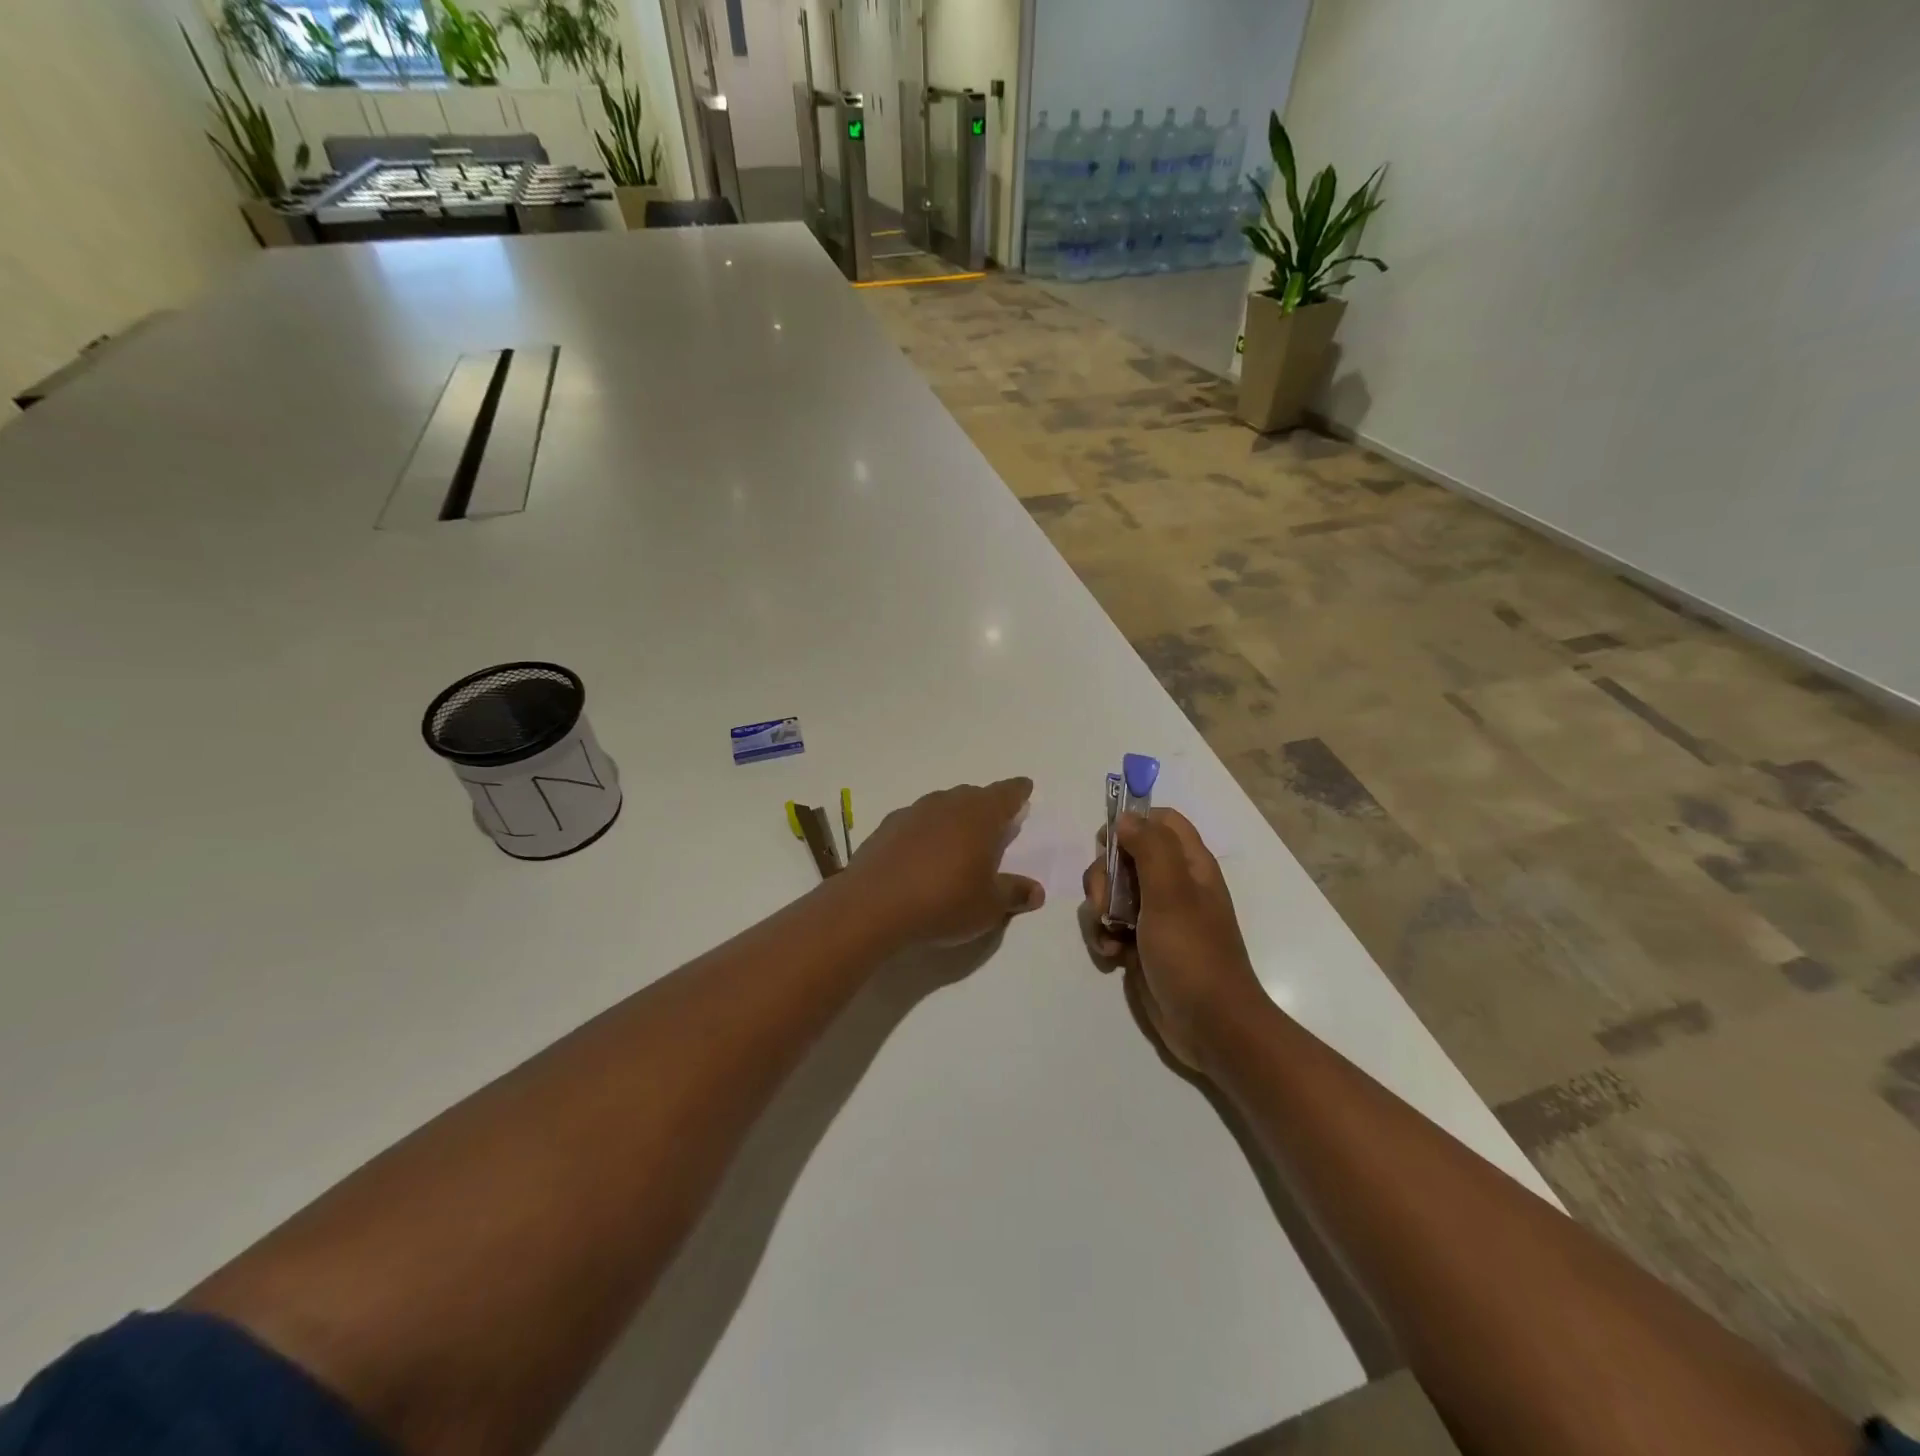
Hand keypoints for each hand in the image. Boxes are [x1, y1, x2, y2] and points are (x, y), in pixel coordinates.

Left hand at [848, 778, 1044, 946]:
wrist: (874, 905)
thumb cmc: (944, 902)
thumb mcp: (988, 906)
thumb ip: (1013, 893)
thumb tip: (1036, 891)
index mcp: (980, 816)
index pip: (1006, 794)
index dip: (1018, 791)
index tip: (1024, 787)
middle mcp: (948, 804)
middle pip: (973, 796)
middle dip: (986, 805)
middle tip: (994, 822)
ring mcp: (914, 812)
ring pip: (942, 805)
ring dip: (954, 817)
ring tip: (958, 839)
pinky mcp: (887, 827)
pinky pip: (916, 821)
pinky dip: (926, 831)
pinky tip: (923, 853)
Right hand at [1081, 808, 1267, 1073]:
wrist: (1210, 1026)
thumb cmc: (1193, 954)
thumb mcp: (1171, 894)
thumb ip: (1150, 848)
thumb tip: (1125, 818)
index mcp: (1189, 865)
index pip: (1160, 820)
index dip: (1132, 823)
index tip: (1107, 843)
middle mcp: (1172, 884)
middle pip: (1124, 855)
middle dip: (1104, 876)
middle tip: (1105, 902)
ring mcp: (1156, 915)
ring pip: (1111, 891)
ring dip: (1099, 910)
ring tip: (1110, 936)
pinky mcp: (1141, 944)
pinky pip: (1110, 925)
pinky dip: (1104, 935)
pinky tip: (1111, 955)